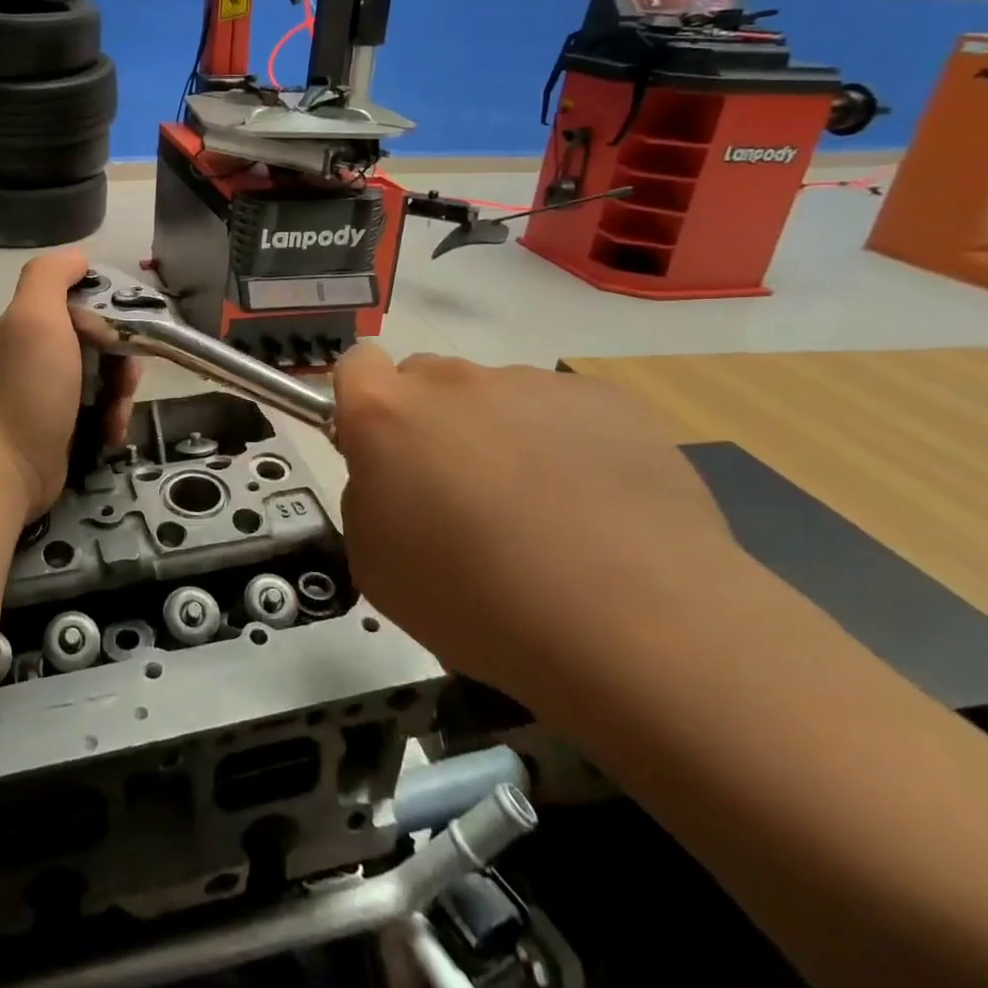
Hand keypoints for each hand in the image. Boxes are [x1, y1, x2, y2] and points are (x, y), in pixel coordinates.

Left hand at [0, 249, 140, 520]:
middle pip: (100, 340)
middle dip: (122, 359)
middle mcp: (37, 352)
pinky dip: (111, 418)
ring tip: (116, 415)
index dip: (109, 312)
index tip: (122, 332)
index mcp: (30, 322)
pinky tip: (111, 434)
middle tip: (125, 381)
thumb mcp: (35, 317)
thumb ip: (50, 276)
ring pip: (104, 377)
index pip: (83, 300)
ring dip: (120, 393)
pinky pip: (99, 409)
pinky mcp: (61, 425)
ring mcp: (48, 391)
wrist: (7, 466)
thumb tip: (78, 258)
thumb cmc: (27, 388)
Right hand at [330, 346, 746, 703]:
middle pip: (427, 380)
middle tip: (461, 496)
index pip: (355, 364)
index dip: (363, 402)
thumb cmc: (475, 600)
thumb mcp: (375, 563)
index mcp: (385, 412)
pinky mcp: (605, 400)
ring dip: (500, 436)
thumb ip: (368, 495)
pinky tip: (595, 509)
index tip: (382, 450)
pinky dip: (565, 446)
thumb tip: (396, 475)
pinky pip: (563, 412)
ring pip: (497, 398)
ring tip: (544, 515)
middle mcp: (452, 381)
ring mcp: (532, 384)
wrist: (632, 623)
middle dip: (431, 423)